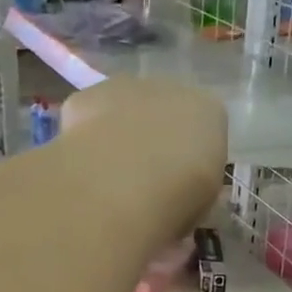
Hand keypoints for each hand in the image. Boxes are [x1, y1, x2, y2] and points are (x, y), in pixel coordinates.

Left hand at [61, 80, 226, 248]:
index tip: (181, 185)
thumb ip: (195, 188)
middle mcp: (170, 89)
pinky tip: (82, 167)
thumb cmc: (178, 199)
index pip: (204, 130)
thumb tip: (181, 195)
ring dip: (119, 134)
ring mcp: (125, 88)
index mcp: (209, 113)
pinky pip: (88, 118)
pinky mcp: (86, 97)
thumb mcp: (202, 203)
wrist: (124, 185)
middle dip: (154, 140)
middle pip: (164, 113)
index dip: (191, 159)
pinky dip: (85, 138)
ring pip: (124, 111)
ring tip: (108, 178)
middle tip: (143, 181)